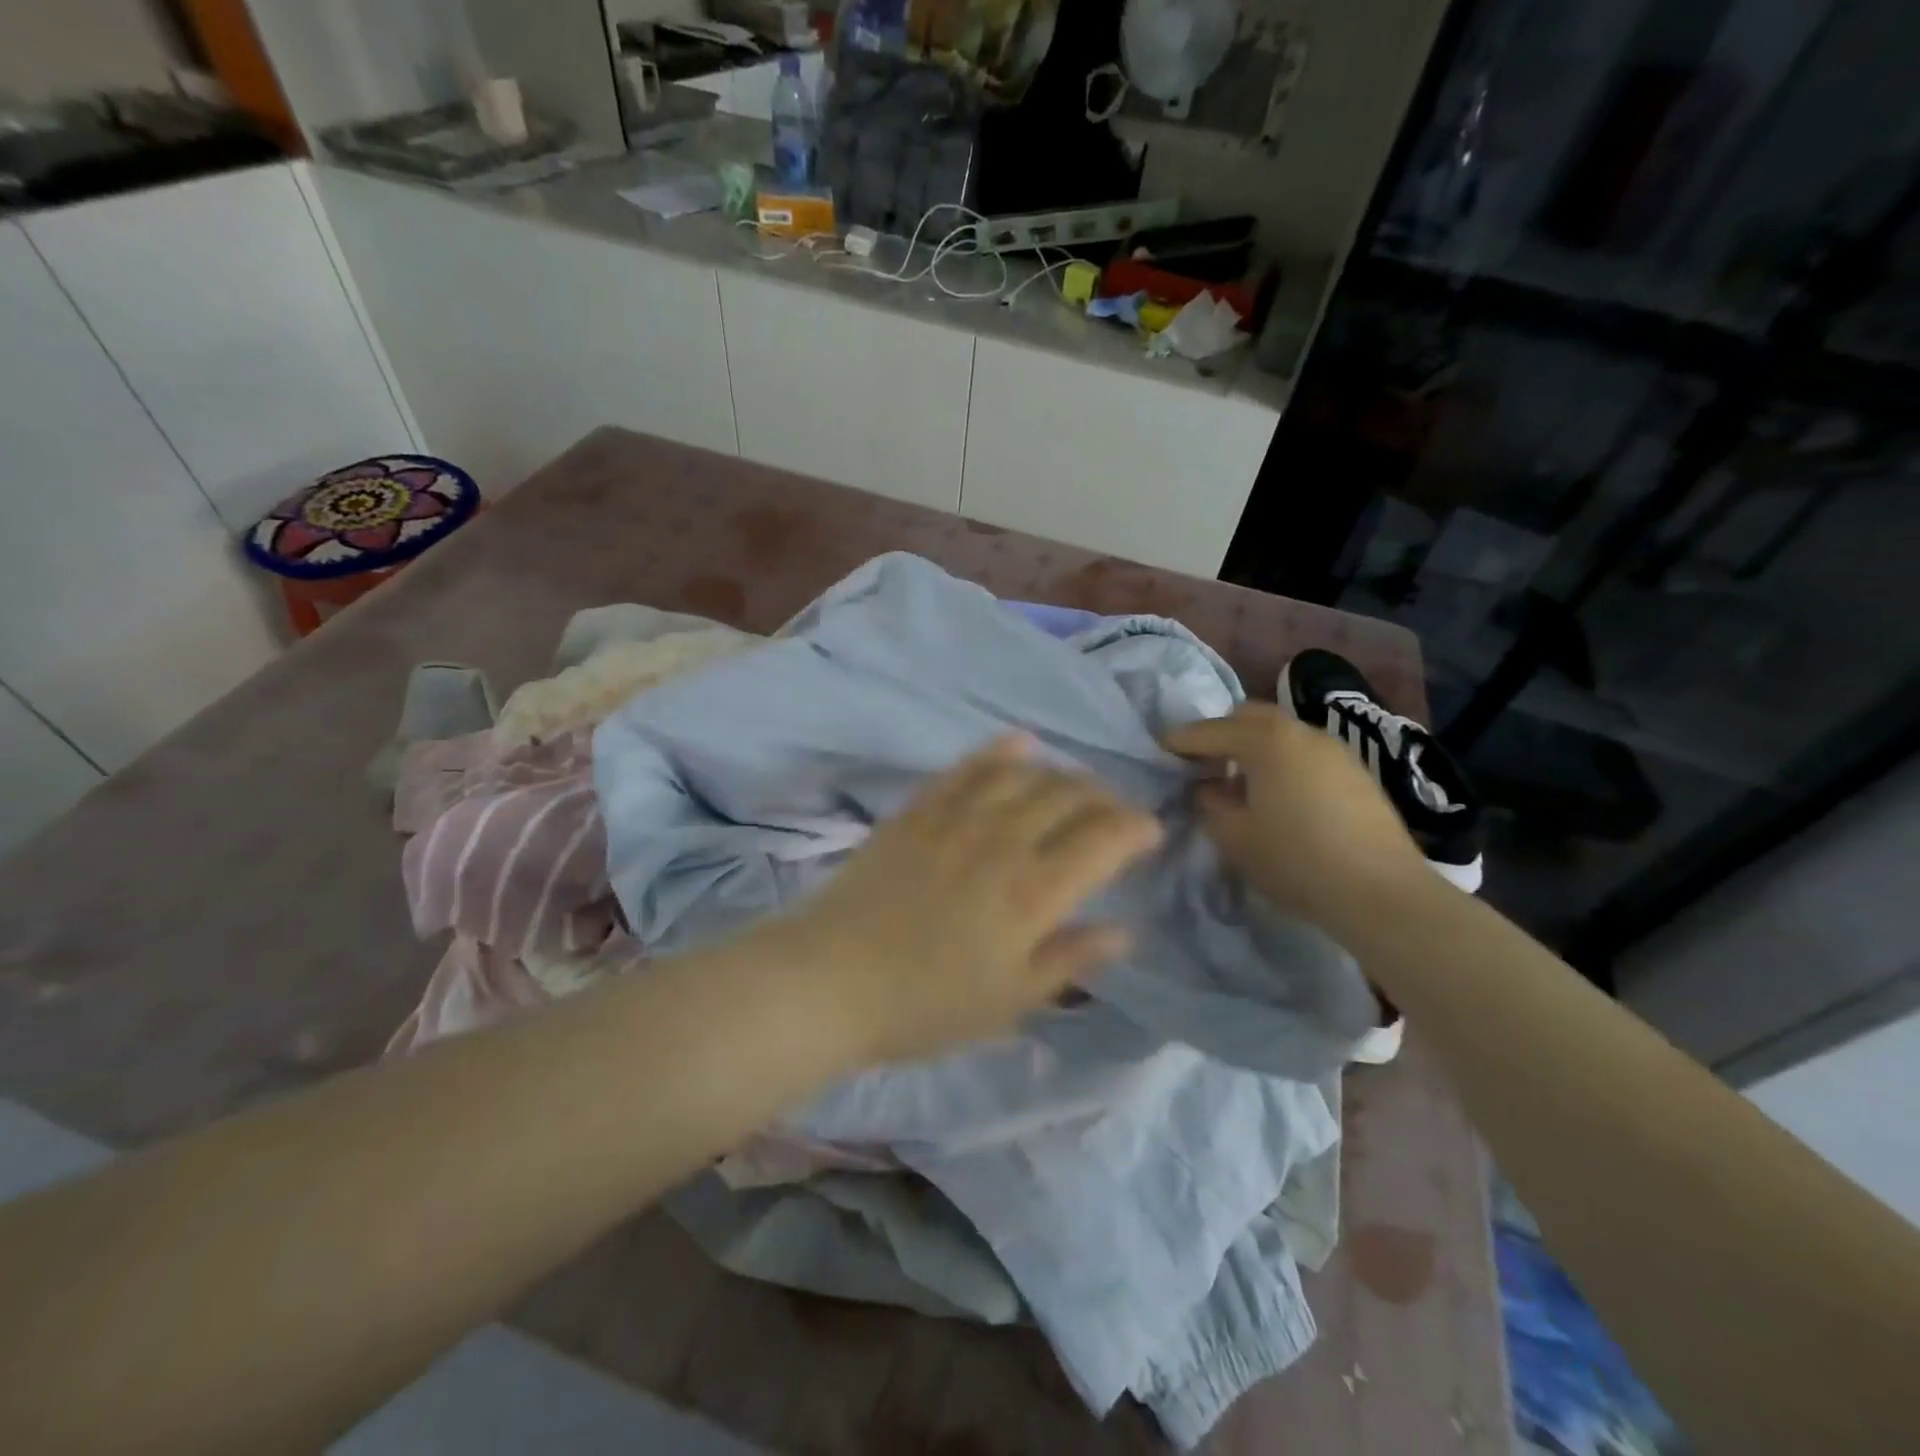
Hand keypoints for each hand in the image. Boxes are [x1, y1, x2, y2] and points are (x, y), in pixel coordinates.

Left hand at [777, 735, 1162, 1064]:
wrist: (830, 980)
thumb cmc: (926, 1004)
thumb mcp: (1011, 1000)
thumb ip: (1071, 959)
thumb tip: (1124, 930)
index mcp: (1034, 891)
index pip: (1105, 838)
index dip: (1136, 828)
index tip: (1149, 833)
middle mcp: (1004, 840)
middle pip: (1069, 795)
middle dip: (1103, 798)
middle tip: (1112, 814)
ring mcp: (957, 817)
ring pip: (1024, 774)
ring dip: (1060, 773)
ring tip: (1073, 785)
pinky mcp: (918, 810)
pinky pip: (968, 767)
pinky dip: (999, 751)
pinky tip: (1019, 743)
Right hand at [1162, 703, 1428, 933]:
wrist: (1382, 893)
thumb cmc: (1295, 860)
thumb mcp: (1234, 836)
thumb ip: (1209, 803)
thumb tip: (1207, 788)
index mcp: (1266, 740)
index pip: (1209, 731)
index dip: (1180, 742)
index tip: (1159, 753)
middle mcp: (1301, 730)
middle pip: (1249, 717)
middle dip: (1220, 734)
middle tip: (1200, 764)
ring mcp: (1334, 748)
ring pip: (1281, 733)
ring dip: (1253, 748)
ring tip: (1238, 783)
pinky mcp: (1356, 772)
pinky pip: (1304, 753)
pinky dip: (1282, 762)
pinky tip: (1278, 797)